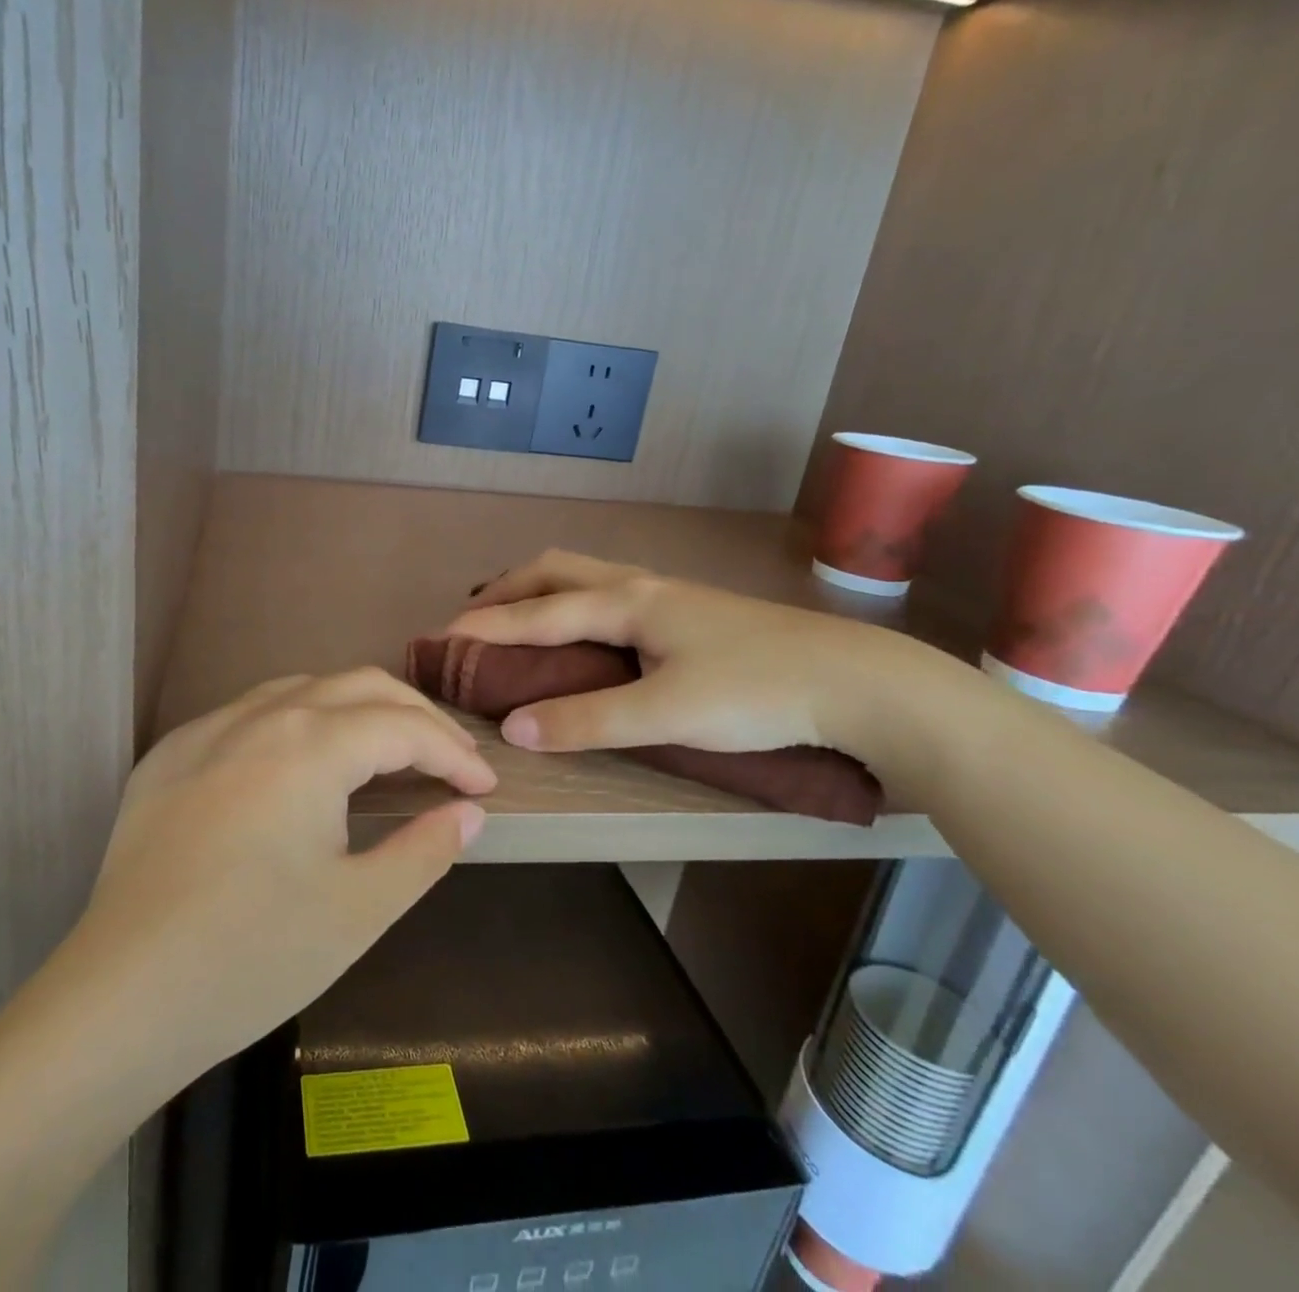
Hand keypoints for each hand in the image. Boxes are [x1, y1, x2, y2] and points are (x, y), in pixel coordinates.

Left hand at [73, 668, 495, 1072]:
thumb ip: (425, 849)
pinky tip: (300, 764)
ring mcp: (206, 728)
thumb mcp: (360, 909)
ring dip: (355, 709)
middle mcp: (260, 715)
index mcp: (310, 744)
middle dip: (414, 716)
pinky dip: (297, 722)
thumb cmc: (253, 955)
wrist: (121, 996)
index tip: (483, 789)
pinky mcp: (169, 754)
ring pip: (302, 689)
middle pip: (358, 686)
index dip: (453, 753)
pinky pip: (249, 713)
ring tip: (384, 752)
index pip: (403, 727)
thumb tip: (467, 812)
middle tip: (448, 761)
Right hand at [446, 549, 921, 759]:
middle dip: (506, 591)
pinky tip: (582, 630)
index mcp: (627, 602)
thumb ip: (587, 720)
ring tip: (515, 617)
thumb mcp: (665, 714)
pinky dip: (570, 600)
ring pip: (584, 575)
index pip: (537, 612)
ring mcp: (668, 594)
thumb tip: (513, 729)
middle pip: (554, 570)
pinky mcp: (689, 612)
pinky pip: (607, 590)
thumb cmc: (756, 693)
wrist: (858, 682)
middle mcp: (640, 585)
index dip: (486, 627)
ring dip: (539, 590)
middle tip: (472, 621)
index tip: (441, 639)